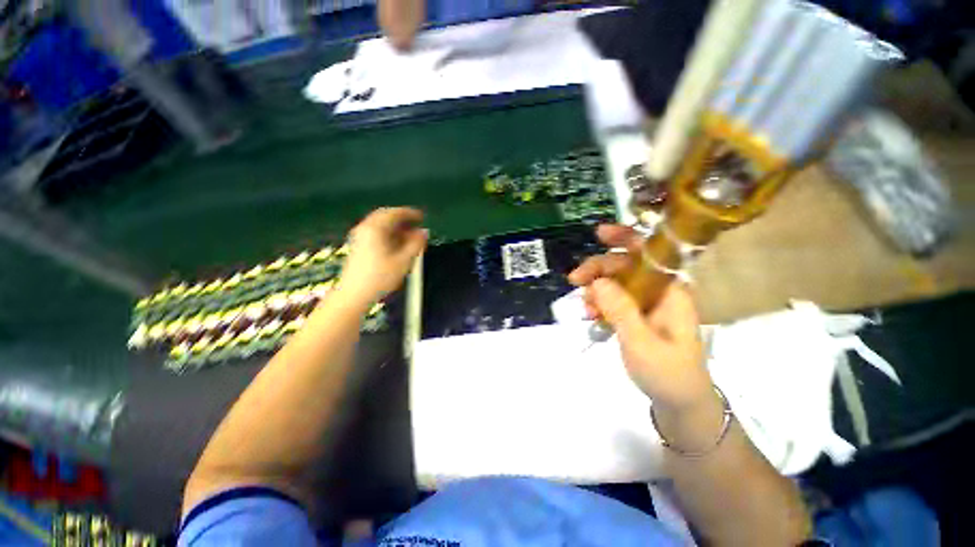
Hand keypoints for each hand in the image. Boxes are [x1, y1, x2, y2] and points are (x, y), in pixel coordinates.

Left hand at [340, 207, 427, 303]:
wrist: (354, 295)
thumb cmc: (381, 277)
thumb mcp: (404, 261)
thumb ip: (416, 244)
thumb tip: (424, 232)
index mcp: (376, 228)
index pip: (395, 213)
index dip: (410, 213)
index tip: (422, 216)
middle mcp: (365, 228)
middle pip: (385, 216)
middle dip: (402, 219)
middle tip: (416, 225)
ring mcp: (359, 237)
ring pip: (380, 225)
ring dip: (396, 228)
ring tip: (410, 237)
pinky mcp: (358, 246)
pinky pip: (375, 233)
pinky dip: (388, 234)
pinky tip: (397, 245)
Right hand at [568, 225, 713, 411]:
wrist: (679, 402)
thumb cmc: (667, 372)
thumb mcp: (641, 341)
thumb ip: (620, 309)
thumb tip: (597, 281)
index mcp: (670, 290)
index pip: (649, 252)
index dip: (625, 238)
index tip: (598, 235)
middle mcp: (659, 290)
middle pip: (626, 265)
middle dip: (598, 269)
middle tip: (575, 281)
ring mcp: (647, 302)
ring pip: (616, 281)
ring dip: (596, 288)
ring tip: (586, 307)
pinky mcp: (637, 314)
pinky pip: (614, 298)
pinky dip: (599, 302)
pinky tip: (591, 314)